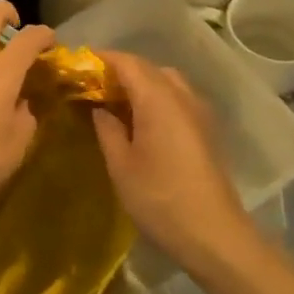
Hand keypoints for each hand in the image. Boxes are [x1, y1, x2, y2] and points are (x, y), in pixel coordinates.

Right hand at [92, 52, 252, 268]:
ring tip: (116, 102)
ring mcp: (199, 112)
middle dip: (120, 70)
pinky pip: (178, 98)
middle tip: (93, 85)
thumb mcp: (121, 165)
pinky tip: (142, 120)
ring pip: (166, 81)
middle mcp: (182, 96)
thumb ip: (107, 129)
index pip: (127, 63)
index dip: (102, 59)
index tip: (79, 64)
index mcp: (158, 99)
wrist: (214, 234)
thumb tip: (100, 108)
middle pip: (148, 68)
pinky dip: (157, 97)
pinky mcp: (206, 129)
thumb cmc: (160, 199)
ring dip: (141, 82)